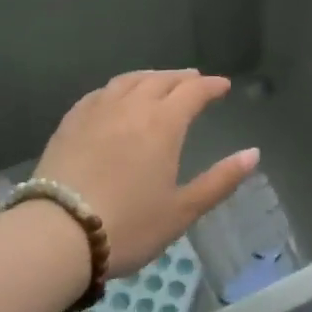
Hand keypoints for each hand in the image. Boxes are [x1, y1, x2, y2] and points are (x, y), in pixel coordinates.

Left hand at [36, 69, 259, 274]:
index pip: (193, 92)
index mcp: (163, 124)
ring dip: (150, 76)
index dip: (211, 86)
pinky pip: (99, 93)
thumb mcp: (182, 210)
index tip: (223, 86)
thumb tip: (253, 153)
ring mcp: (97, 111)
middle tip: (194, 80)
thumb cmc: (129, 225)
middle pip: (161, 80)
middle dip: (182, 78)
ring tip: (158, 81)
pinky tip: (115, 96)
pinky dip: (117, 88)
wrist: (58, 234)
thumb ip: (220, 180)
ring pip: (128, 80)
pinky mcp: (70, 122)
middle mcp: (131, 107)